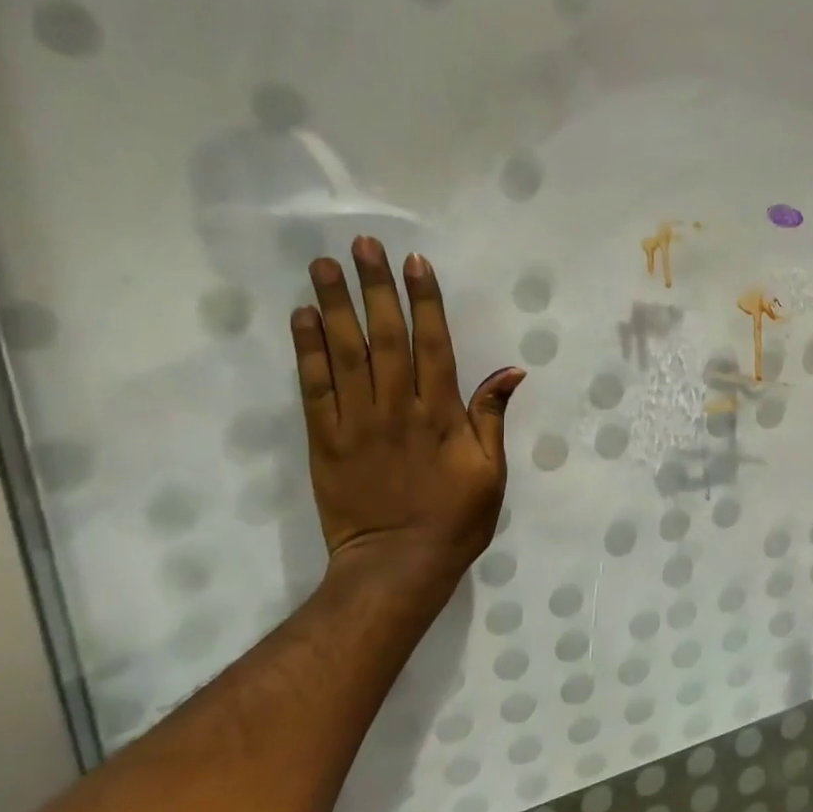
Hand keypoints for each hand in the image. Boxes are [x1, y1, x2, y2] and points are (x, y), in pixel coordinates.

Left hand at [291, 236, 523, 618]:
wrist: (396, 566)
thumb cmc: (456, 519)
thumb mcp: (492, 472)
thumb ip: (491, 418)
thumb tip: (510, 370)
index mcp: (440, 416)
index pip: (432, 345)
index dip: (424, 302)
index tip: (414, 263)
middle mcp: (396, 409)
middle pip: (385, 337)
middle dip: (375, 288)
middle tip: (362, 245)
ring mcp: (355, 423)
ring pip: (345, 353)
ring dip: (334, 306)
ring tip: (323, 265)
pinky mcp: (323, 441)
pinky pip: (313, 389)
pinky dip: (307, 351)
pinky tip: (302, 318)